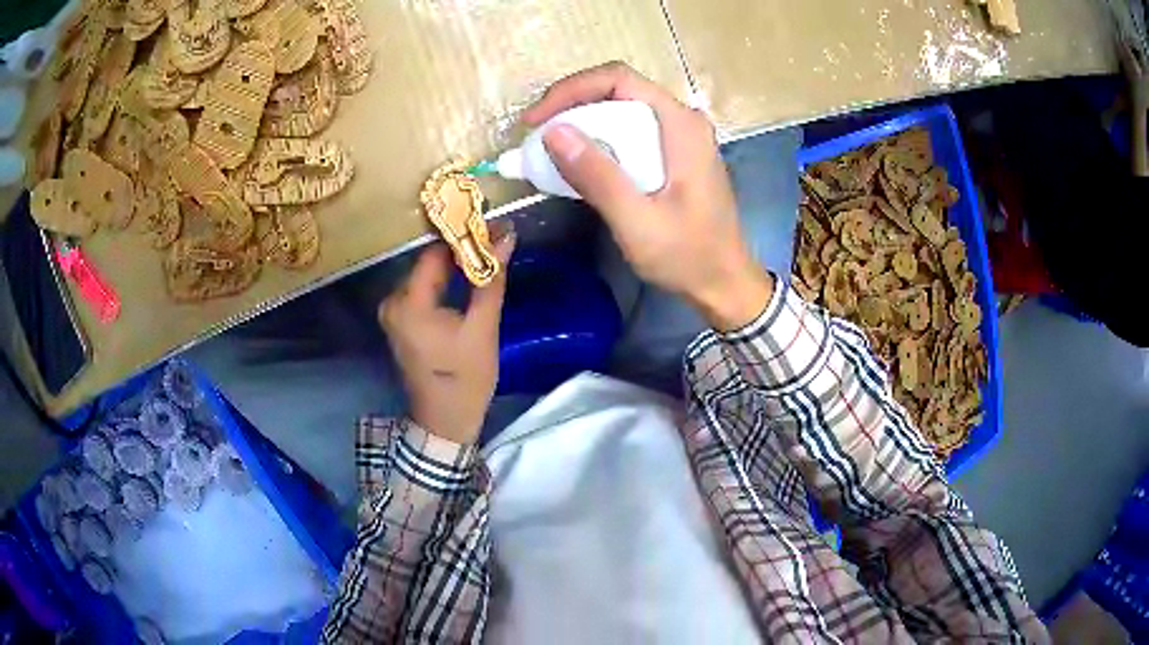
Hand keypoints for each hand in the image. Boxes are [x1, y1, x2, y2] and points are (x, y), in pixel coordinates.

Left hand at [378, 227, 515, 444]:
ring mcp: (393, 312)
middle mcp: (392, 302)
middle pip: (428, 263)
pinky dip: (446, 283)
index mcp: (408, 304)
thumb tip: (506, 235)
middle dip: (462, 251)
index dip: (463, 237)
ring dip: (455, 266)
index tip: (493, 228)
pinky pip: (424, 291)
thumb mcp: (483, 328)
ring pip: (427, 275)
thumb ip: (491, 278)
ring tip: (488, 257)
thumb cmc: (465, 379)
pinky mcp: (400, 321)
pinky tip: (468, 280)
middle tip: (496, 241)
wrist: (445, 421)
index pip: (434, 253)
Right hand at [525, 62, 773, 330]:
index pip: (619, 79)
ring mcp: (680, 136)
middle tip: (535, 138)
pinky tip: (577, 165)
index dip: (570, 90)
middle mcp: (682, 120)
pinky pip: (629, 133)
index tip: (535, 121)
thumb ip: (598, 176)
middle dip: (570, 107)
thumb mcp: (638, 222)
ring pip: (620, 111)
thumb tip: (553, 132)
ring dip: (581, 126)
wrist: (724, 283)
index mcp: (681, 125)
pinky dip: (598, 143)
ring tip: (547, 151)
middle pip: (617, 91)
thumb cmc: (688, 256)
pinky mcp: (674, 153)